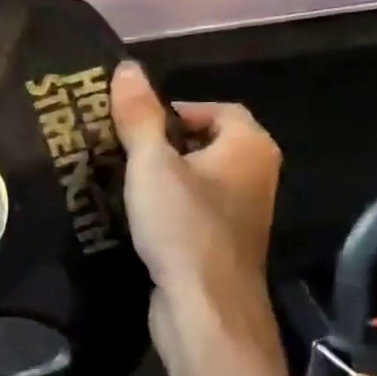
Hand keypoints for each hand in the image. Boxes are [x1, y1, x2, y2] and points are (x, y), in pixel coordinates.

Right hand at [109, 60, 281, 340]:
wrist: (205, 308)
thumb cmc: (183, 226)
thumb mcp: (152, 164)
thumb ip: (139, 116)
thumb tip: (127, 67)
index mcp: (250, 147)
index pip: (217, 109)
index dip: (175, 109)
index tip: (134, 123)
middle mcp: (255, 175)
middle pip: (207, 142)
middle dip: (163, 143)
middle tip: (121, 149)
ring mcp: (242, 214)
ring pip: (198, 179)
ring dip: (163, 177)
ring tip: (121, 178)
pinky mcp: (222, 244)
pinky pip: (194, 209)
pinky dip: (168, 206)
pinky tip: (135, 216)